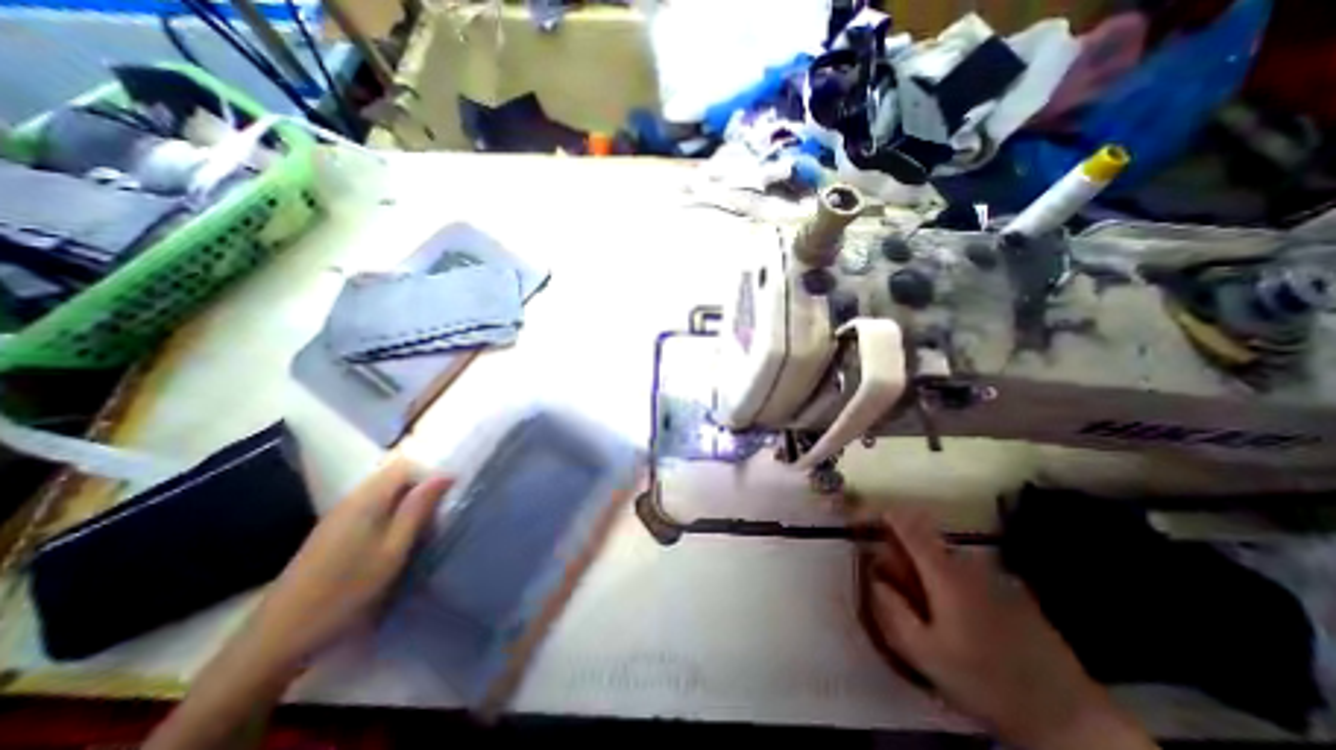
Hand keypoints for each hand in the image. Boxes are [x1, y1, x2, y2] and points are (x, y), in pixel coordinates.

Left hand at [247, 460, 456, 675]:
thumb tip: (445, 475)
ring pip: (382, 493)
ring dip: (405, 502)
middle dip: (419, 487)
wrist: (275, 640)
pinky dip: (389, 514)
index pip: (405, 465)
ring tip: (422, 526)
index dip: (429, 473)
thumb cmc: (346, 591)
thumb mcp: (394, 549)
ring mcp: (337, 517)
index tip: (448, 494)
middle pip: (393, 476)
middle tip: (438, 511)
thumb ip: (418, 509)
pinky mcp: (330, 534)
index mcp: (367, 499)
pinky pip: (369, 508)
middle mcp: (350, 500)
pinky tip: (394, 539)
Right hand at [872, 509, 1154, 749]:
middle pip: (923, 540)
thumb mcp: (924, 653)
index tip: (862, 514)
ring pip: (944, 557)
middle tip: (896, 585)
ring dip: (926, 569)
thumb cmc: (984, 680)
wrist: (1067, 714)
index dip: (882, 514)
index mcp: (944, 573)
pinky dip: (949, 580)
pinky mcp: (1011, 589)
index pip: (907, 525)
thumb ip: (891, 610)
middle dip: (902, 552)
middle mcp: (968, 563)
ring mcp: (993, 574)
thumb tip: (874, 578)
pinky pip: (966, 571)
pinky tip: (959, 618)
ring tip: (928, 608)